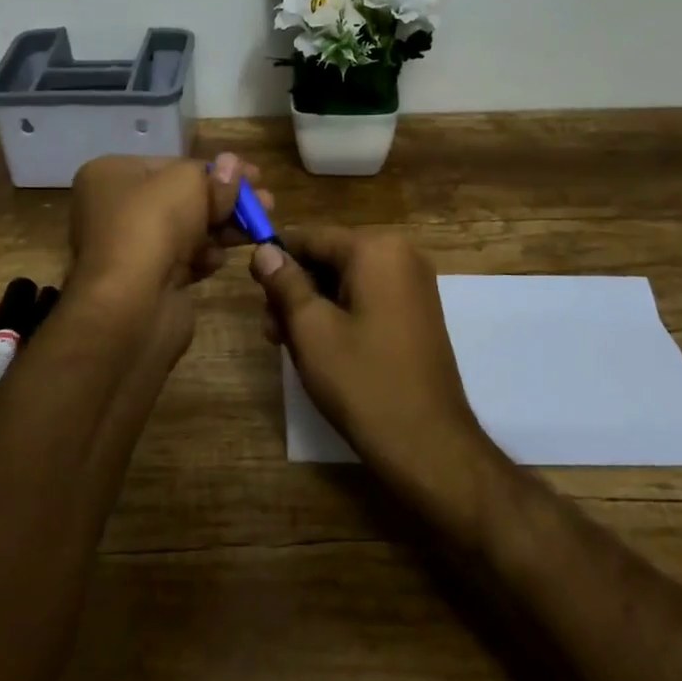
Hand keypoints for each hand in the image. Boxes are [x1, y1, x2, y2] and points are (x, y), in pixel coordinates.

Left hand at [66, 152, 270, 365]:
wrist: (131, 305)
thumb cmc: (153, 226)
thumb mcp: (188, 183)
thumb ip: (215, 175)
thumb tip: (232, 165)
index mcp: (110, 175)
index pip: (172, 165)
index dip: (216, 169)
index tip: (254, 175)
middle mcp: (112, 208)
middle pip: (181, 198)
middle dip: (225, 200)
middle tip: (265, 202)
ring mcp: (128, 248)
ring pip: (186, 229)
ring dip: (222, 228)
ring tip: (259, 230)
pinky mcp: (145, 281)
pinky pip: (182, 260)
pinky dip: (204, 257)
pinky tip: (219, 260)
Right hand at [251, 227, 503, 536]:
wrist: (428, 443)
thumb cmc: (363, 381)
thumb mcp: (311, 329)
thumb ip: (284, 282)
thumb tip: (264, 249)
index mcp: (377, 248)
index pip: (311, 237)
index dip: (276, 260)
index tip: (253, 290)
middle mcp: (401, 254)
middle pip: (329, 257)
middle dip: (295, 288)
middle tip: (270, 330)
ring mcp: (413, 283)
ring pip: (345, 280)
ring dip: (313, 305)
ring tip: (287, 344)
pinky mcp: (417, 311)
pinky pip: (367, 296)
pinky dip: (340, 313)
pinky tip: (319, 347)